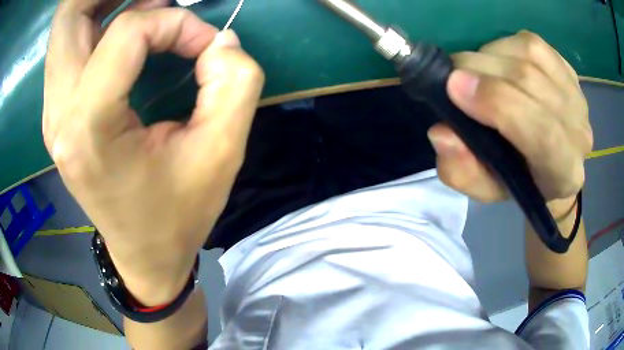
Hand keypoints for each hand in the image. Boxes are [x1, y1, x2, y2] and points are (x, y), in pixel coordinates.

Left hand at [43, 0, 263, 304]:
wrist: (145, 255)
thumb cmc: (179, 215)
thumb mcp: (221, 153)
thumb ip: (234, 83)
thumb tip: (219, 40)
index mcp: (89, 129)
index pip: (128, 31)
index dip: (175, 23)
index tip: (204, 47)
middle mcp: (58, 115)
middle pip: (69, 15)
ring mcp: (53, 113)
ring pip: (65, 26)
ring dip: (103, 3)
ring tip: (145, 5)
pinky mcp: (58, 113)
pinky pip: (69, 46)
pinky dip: (97, 21)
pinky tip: (127, 28)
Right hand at [428, 31, 592, 210]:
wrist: (551, 161)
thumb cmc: (518, 180)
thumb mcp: (484, 188)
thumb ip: (461, 171)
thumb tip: (442, 132)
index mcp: (563, 172)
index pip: (542, 133)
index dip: (499, 103)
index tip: (454, 87)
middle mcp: (578, 132)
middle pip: (531, 82)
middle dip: (481, 71)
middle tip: (453, 78)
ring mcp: (576, 96)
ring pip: (529, 55)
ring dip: (490, 56)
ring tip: (477, 73)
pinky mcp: (568, 69)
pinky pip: (532, 43)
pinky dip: (504, 46)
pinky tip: (499, 62)